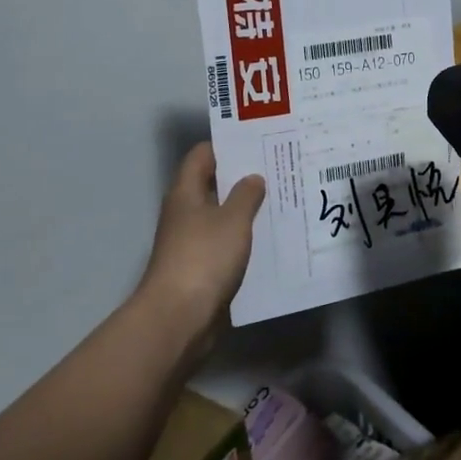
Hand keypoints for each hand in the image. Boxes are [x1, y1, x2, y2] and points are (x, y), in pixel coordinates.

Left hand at [135, 143, 266, 364]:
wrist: (179, 317)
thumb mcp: (233, 220)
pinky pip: (224, 243)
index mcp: (186, 192)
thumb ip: (246, 195)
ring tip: (280, 200)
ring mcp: (190, 241)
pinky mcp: (200, 267)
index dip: (227, 146)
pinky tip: (269, 238)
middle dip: (242, 177)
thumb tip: (253, 178)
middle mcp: (185, 212)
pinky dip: (243, 238)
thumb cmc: (204, 258)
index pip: (202, 155)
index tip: (257, 142)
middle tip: (277, 169)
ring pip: (221, 215)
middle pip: (212, 184)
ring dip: (245, 209)